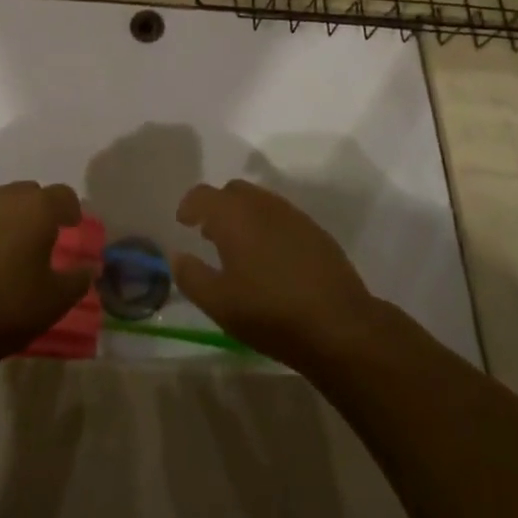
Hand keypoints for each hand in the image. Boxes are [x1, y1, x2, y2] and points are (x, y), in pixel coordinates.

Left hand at [0, 182, 93, 367]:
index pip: (63, 195)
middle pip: (28, 193)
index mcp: (36, 209)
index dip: (71, 209)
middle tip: (40, 239)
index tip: (72, 227)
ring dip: (6, 220)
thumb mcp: (54, 302)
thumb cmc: (5, 308)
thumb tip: (90, 267)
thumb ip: (78, 280)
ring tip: (7, 252)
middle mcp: (3, 199)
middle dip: (37, 210)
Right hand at [174, 180, 377, 370]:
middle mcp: (262, 204)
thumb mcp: (219, 304)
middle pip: (233, 192)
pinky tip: (272, 260)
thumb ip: (191, 276)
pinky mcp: (315, 231)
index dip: (189, 206)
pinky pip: (282, 218)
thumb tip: (178, 256)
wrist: (339, 325)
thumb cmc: (270, 312)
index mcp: (234, 215)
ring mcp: (293, 215)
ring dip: (244, 217)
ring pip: (260, 202)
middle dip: (218, 208)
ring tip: (240, 249)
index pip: (203, 194)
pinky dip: (268, 228)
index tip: (184, 223)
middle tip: (210, 235)